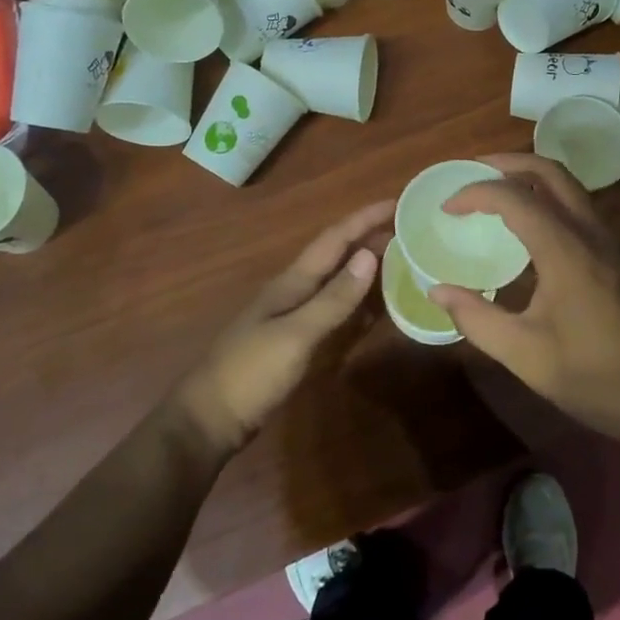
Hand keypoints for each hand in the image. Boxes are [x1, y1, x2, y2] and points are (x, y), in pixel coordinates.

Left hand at [172, 199, 392, 453]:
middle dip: (368, 236)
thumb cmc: (251, 373)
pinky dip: (356, 298)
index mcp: (292, 282)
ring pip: (335, 279)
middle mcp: (293, 290)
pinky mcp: (295, 339)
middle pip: (336, 254)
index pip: (334, 239)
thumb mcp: (296, 335)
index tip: (397, 201)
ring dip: (364, 264)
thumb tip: (370, 254)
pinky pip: (333, 307)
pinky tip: (374, 303)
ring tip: (399, 256)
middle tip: (408, 228)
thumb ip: (334, 298)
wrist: (210, 419)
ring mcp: (292, 315)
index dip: (364, 218)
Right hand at [428, 155, 619, 453]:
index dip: (476, 193)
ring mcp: (609, 243)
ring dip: (531, 177)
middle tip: (472, 171)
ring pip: (569, 187)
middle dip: (508, 163)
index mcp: (566, 251)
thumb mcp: (526, 355)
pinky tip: (529, 227)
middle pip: (550, 172)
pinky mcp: (617, 257)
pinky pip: (579, 208)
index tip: (446, 206)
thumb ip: (477, 319)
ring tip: (495, 191)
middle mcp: (591, 234)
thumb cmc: (594, 378)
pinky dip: (548, 198)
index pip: (515, 198)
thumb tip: (438, 291)